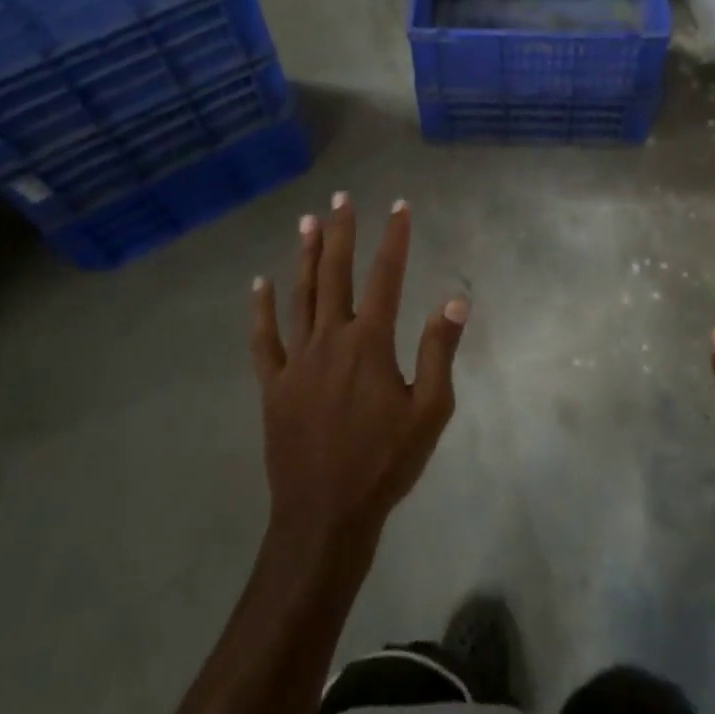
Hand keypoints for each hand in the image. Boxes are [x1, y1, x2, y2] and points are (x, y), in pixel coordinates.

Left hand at [250, 192, 468, 566]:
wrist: (325, 515)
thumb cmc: (385, 463)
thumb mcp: (429, 410)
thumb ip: (440, 351)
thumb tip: (455, 299)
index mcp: (369, 343)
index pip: (386, 277)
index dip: (394, 238)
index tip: (399, 206)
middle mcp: (330, 339)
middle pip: (336, 274)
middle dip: (341, 232)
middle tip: (340, 198)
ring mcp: (296, 360)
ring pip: (300, 295)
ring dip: (306, 256)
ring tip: (307, 222)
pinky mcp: (273, 385)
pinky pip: (264, 339)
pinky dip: (261, 309)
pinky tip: (259, 283)